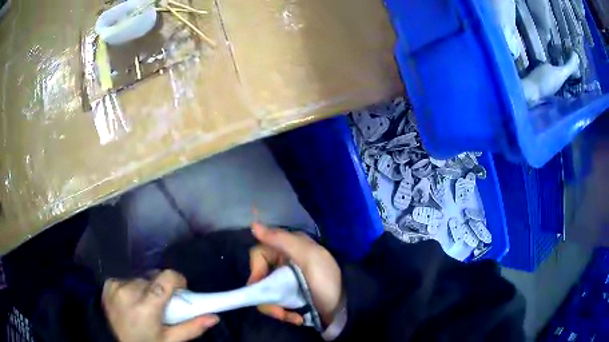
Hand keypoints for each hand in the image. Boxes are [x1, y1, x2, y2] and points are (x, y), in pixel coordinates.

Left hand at [102, 270, 218, 341]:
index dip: (177, 279)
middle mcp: (129, 291)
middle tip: (160, 305)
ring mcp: (116, 286)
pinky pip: (126, 279)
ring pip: (139, 279)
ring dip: (145, 288)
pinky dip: (130, 288)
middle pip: (153, 278)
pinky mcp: (108, 284)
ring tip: (143, 305)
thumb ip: (192, 327)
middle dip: (160, 288)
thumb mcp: (171, 340)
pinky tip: (129, 302)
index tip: (180, 289)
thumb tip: (215, 317)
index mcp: (146, 306)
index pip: (165, 278)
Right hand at [248, 223, 342, 325]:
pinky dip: (283, 313)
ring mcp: (286, 282)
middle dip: (266, 297)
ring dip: (275, 309)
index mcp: (288, 248)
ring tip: (292, 317)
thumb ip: (281, 240)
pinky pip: (275, 304)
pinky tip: (297, 318)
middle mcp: (284, 263)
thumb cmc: (327, 280)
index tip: (261, 285)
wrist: (347, 306)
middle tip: (278, 311)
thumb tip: (253, 225)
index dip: (256, 270)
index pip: (258, 254)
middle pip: (259, 278)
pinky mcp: (289, 297)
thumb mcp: (308, 257)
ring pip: (265, 294)